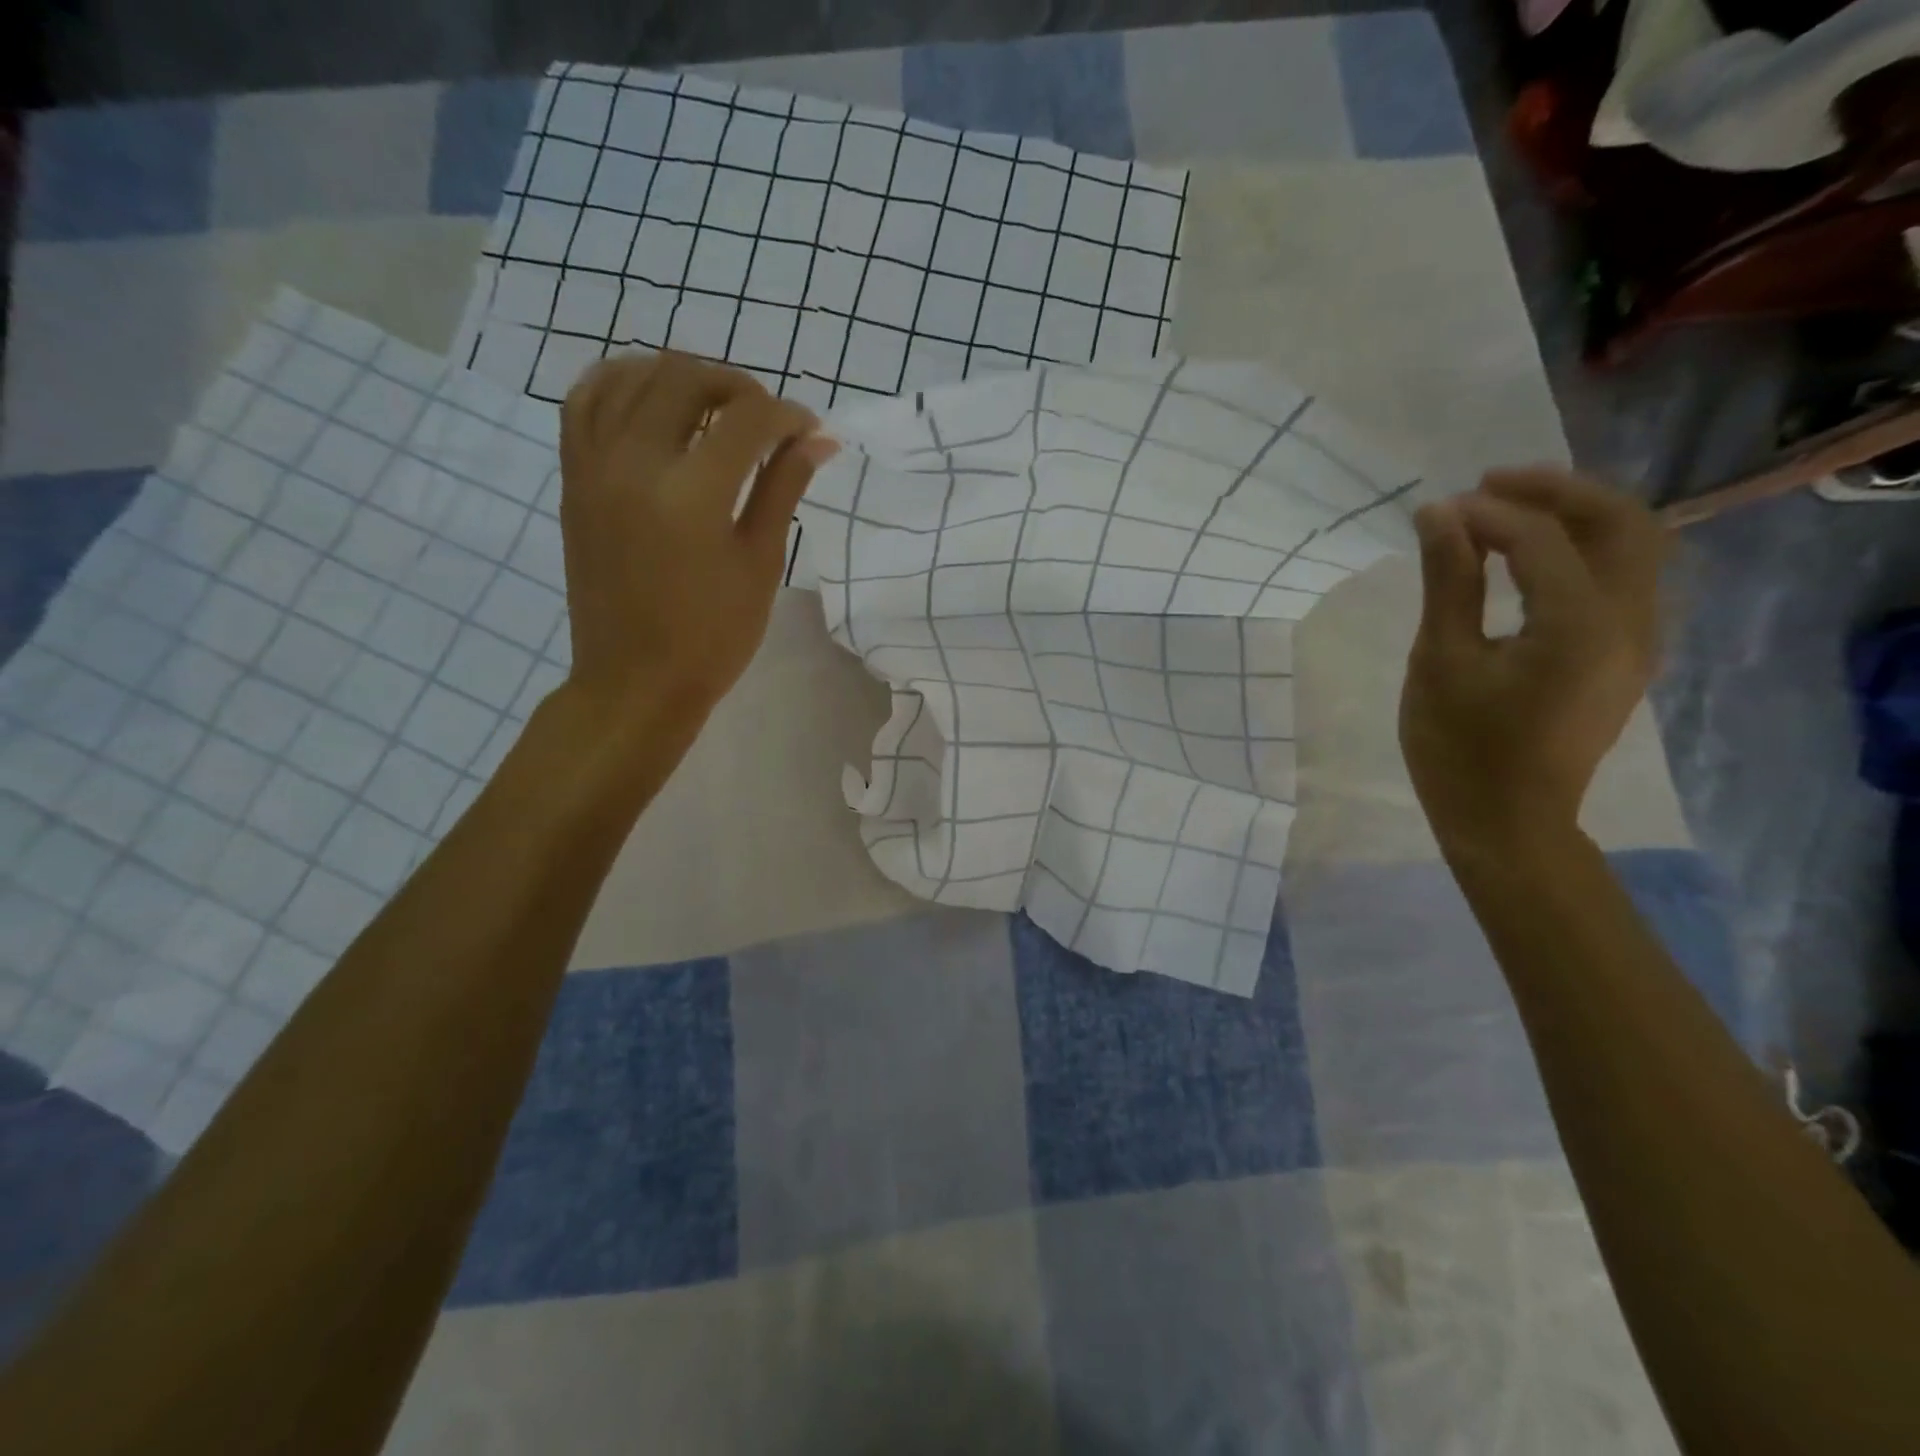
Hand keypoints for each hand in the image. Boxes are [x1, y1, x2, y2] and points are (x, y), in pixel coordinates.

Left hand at [553, 351, 835, 729]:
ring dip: (681, 377)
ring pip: (631, 377)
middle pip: (686, 380)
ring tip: (714, 405)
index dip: (788, 416)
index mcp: (692, 494)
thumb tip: (818, 438)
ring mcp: (594, 466)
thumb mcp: (760, 564)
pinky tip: (651, 399)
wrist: (635, 681)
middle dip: (738, 386)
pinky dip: (621, 383)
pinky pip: (585, 402)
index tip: (810, 431)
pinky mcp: (573, 479)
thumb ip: (784, 489)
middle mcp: (635, 463)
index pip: (747, 420)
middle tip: (767, 418)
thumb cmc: (712, 636)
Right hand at [1398, 469, 1665, 854]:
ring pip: (1634, 545)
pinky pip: (1623, 577)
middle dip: (1556, 491)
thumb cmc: (1459, 748)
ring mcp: (1638, 640)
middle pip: (1621, 522)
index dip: (1488, 513)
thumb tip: (1438, 515)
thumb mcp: (1440, 662)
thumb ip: (1448, 583)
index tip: (1435, 511)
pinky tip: (1532, 556)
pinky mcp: (1626, 655)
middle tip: (1486, 485)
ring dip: (1577, 514)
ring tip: (1508, 510)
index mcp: (1580, 625)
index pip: (1543, 538)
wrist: (1508, 821)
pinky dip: (1583, 548)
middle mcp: (1630, 622)